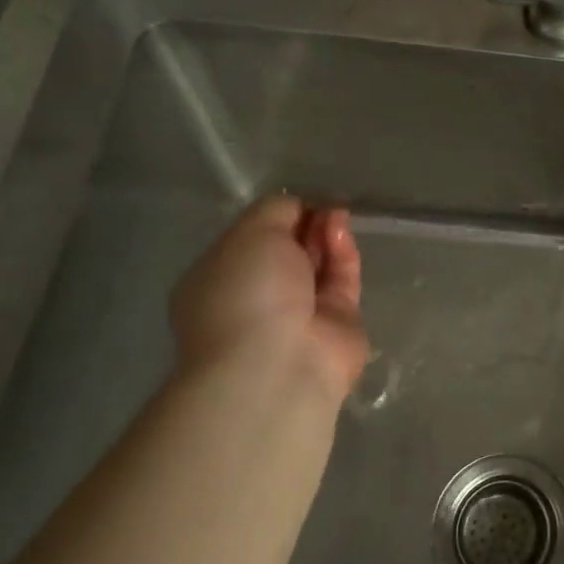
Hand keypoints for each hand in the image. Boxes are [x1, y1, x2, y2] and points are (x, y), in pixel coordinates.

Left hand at [170, 195, 369, 404]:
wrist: (279, 362)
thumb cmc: (246, 292)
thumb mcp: (250, 233)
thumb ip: (275, 211)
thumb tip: (298, 208)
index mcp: (220, 280)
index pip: (250, 241)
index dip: (274, 217)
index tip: (294, 201)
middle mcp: (258, 298)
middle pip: (288, 251)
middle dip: (304, 224)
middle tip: (321, 205)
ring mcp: (300, 313)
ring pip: (318, 264)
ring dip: (326, 234)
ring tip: (336, 214)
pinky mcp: (338, 322)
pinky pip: (342, 279)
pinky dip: (343, 253)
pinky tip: (341, 231)